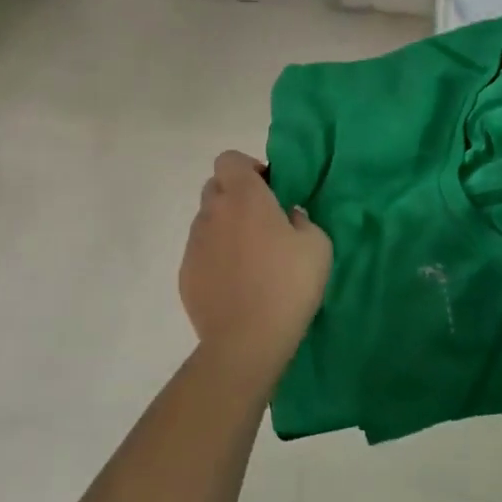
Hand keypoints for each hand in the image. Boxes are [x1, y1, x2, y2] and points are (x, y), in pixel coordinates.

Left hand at [180, 151, 331, 390]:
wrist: (246, 341)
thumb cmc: (288, 284)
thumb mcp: (317, 244)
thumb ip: (302, 219)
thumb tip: (288, 217)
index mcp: (244, 197)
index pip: (229, 159)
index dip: (248, 168)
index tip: (269, 190)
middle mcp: (212, 212)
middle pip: (216, 187)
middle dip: (236, 196)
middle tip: (263, 222)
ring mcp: (194, 244)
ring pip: (208, 221)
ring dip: (226, 228)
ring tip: (250, 259)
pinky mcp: (185, 274)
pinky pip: (201, 253)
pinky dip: (216, 258)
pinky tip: (236, 284)